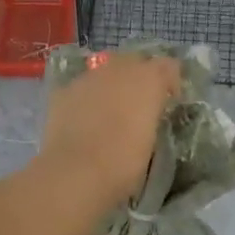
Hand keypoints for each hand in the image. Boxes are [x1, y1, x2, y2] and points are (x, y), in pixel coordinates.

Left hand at [35, 52, 182, 214]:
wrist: (75, 172)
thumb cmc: (124, 163)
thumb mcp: (152, 141)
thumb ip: (152, 117)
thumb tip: (146, 115)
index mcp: (148, 79)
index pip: (169, 66)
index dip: (171, 82)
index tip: (169, 102)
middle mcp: (119, 68)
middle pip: (135, 61)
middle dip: (139, 78)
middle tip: (139, 105)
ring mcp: (88, 77)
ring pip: (105, 72)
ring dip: (112, 86)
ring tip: (109, 113)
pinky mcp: (63, 91)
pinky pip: (82, 88)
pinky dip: (87, 98)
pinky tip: (84, 121)